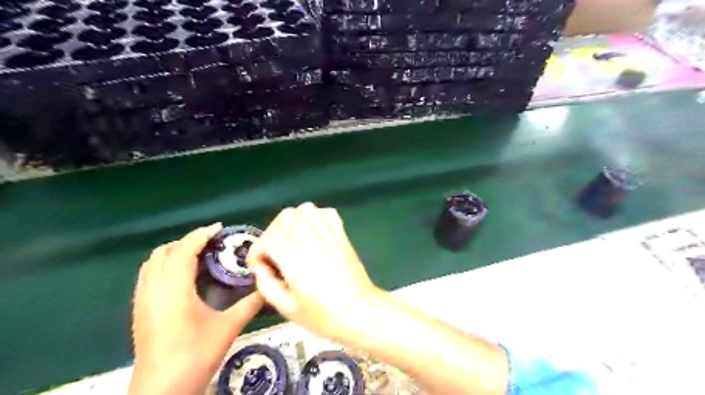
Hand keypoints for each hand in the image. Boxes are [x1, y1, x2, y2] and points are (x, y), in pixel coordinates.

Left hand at [129, 224, 263, 392]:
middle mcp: (153, 289)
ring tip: (199, 257)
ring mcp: (142, 300)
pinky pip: (148, 276)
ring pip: (152, 263)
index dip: (201, 235)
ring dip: (174, 253)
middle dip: (187, 242)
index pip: (184, 249)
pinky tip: (183, 279)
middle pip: (164, 252)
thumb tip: (268, 288)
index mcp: (174, 288)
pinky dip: (165, 267)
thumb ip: (250, 304)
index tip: (220, 228)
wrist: (161, 390)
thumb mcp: (228, 327)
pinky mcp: (139, 311)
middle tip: (212, 244)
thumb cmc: (195, 355)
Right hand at [245, 204, 382, 345]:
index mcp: (293, 257)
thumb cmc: (323, 315)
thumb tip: (260, 267)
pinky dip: (316, 217)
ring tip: (293, 242)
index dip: (257, 251)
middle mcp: (309, 238)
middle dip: (273, 233)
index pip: (267, 239)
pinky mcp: (341, 234)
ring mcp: (327, 233)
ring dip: (294, 222)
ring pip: (304, 210)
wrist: (360, 311)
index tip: (259, 265)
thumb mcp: (286, 308)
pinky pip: (326, 213)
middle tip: (275, 254)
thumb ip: (266, 284)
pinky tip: (314, 233)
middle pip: (284, 218)